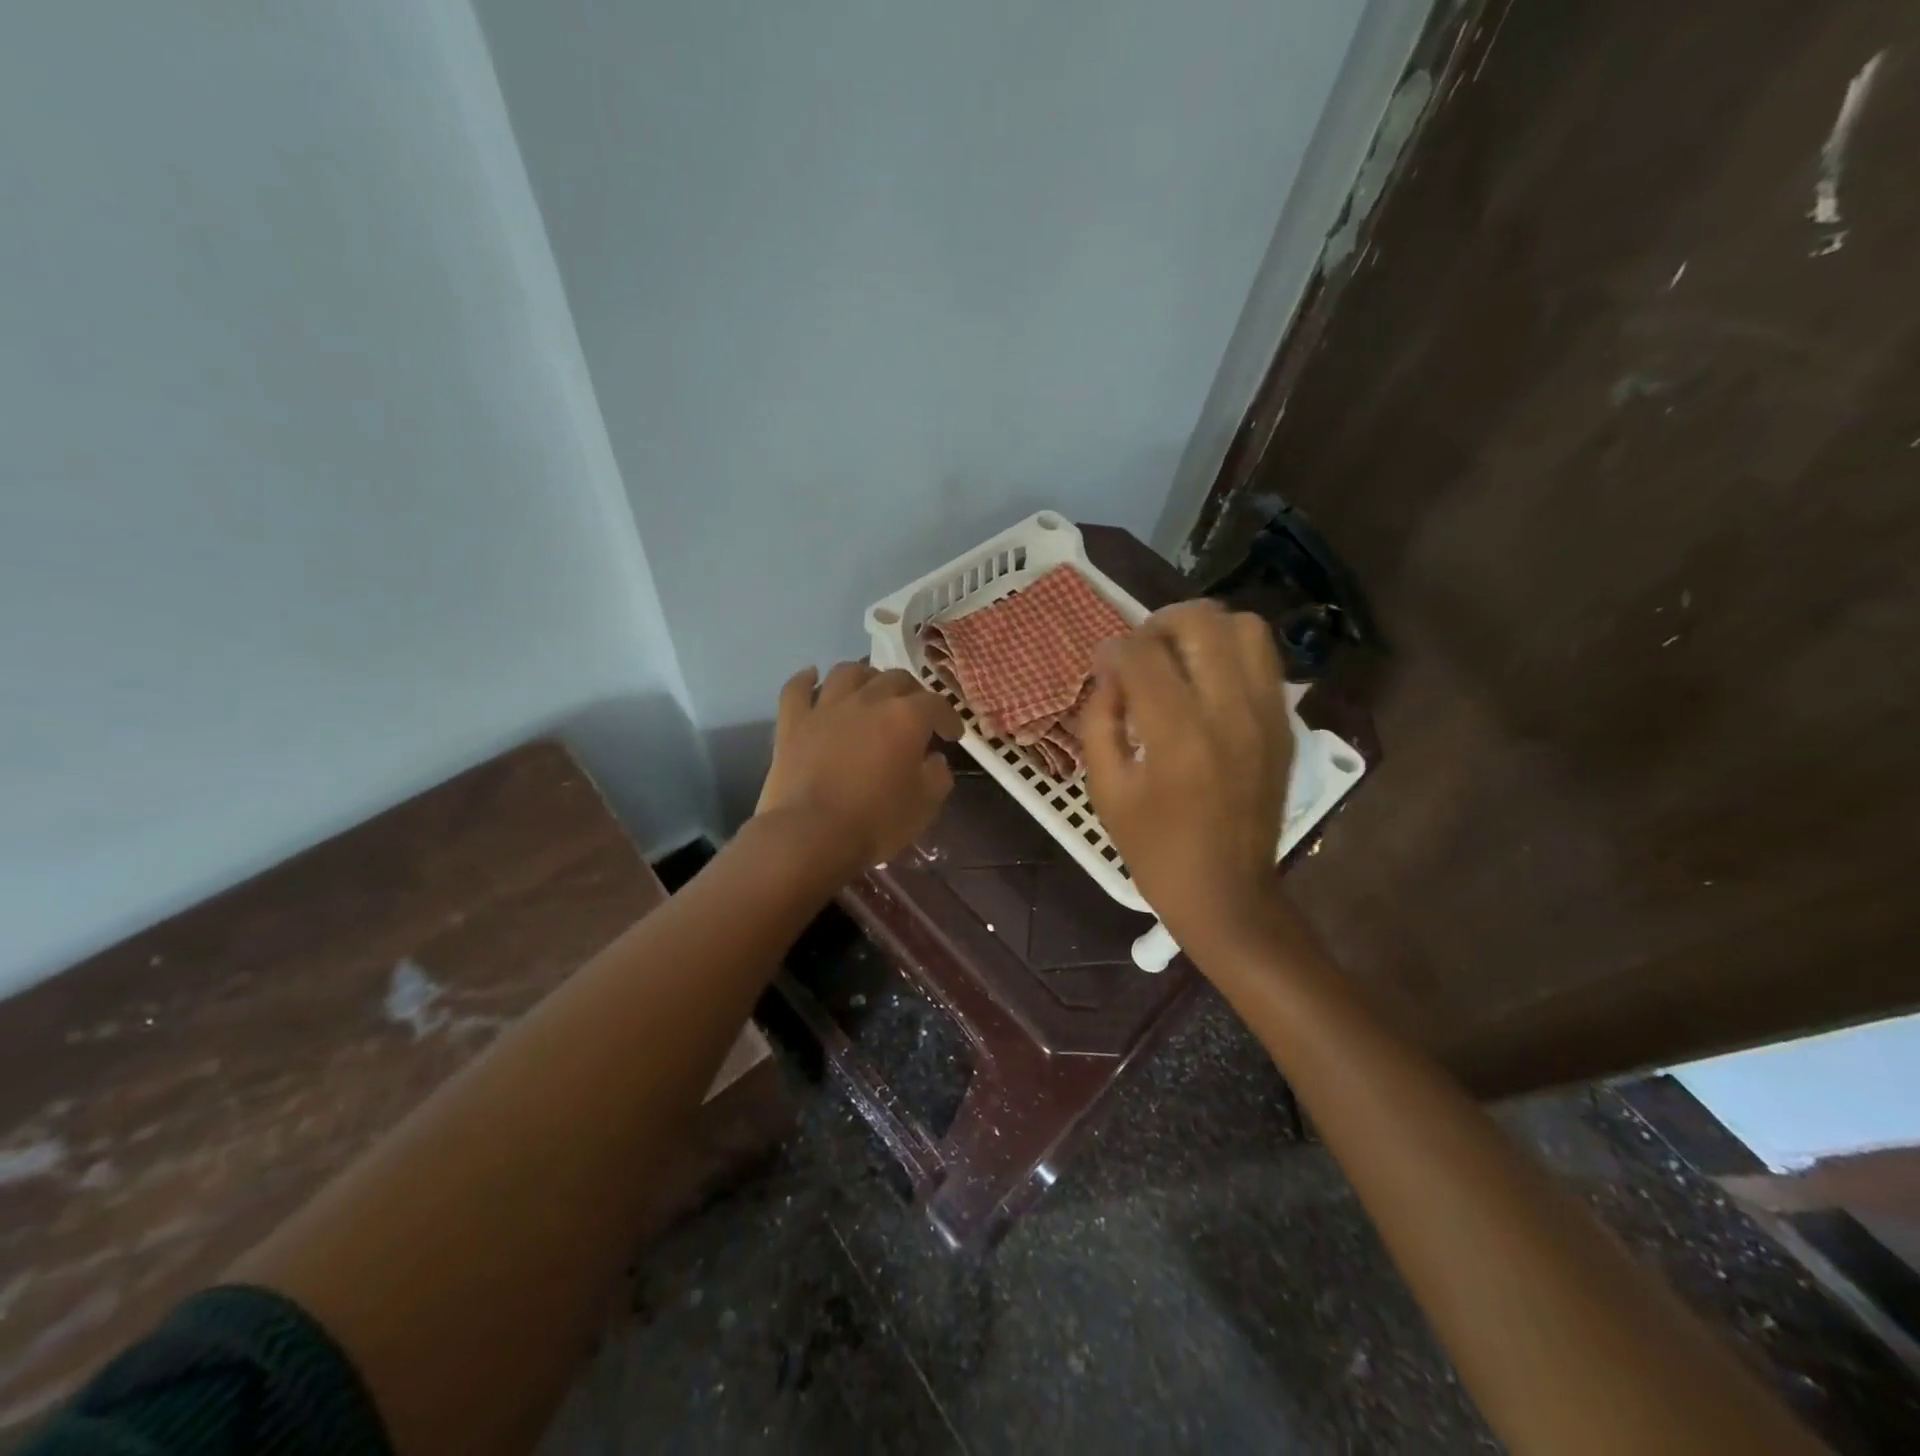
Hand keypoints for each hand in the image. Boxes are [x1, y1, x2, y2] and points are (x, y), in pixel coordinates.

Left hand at [755, 662, 963, 870]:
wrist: (811, 835)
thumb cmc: (875, 822)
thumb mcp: (925, 805)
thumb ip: (938, 775)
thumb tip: (934, 759)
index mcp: (906, 717)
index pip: (937, 704)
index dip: (949, 717)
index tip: (952, 735)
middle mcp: (868, 700)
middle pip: (895, 678)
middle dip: (911, 693)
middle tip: (914, 714)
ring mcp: (826, 707)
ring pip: (848, 672)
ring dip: (865, 677)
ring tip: (870, 691)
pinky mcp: (793, 721)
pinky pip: (797, 688)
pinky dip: (806, 679)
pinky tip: (812, 677)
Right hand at [1082, 601, 1293, 955]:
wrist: (1227, 892)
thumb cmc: (1154, 848)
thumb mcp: (1106, 788)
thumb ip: (1099, 719)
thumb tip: (1109, 671)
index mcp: (1177, 733)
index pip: (1142, 654)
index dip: (1114, 649)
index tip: (1104, 663)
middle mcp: (1229, 710)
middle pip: (1200, 621)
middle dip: (1159, 623)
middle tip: (1141, 651)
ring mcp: (1266, 714)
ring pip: (1244, 627)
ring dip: (1203, 630)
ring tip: (1179, 656)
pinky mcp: (1284, 724)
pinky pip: (1264, 659)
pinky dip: (1231, 653)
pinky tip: (1207, 681)